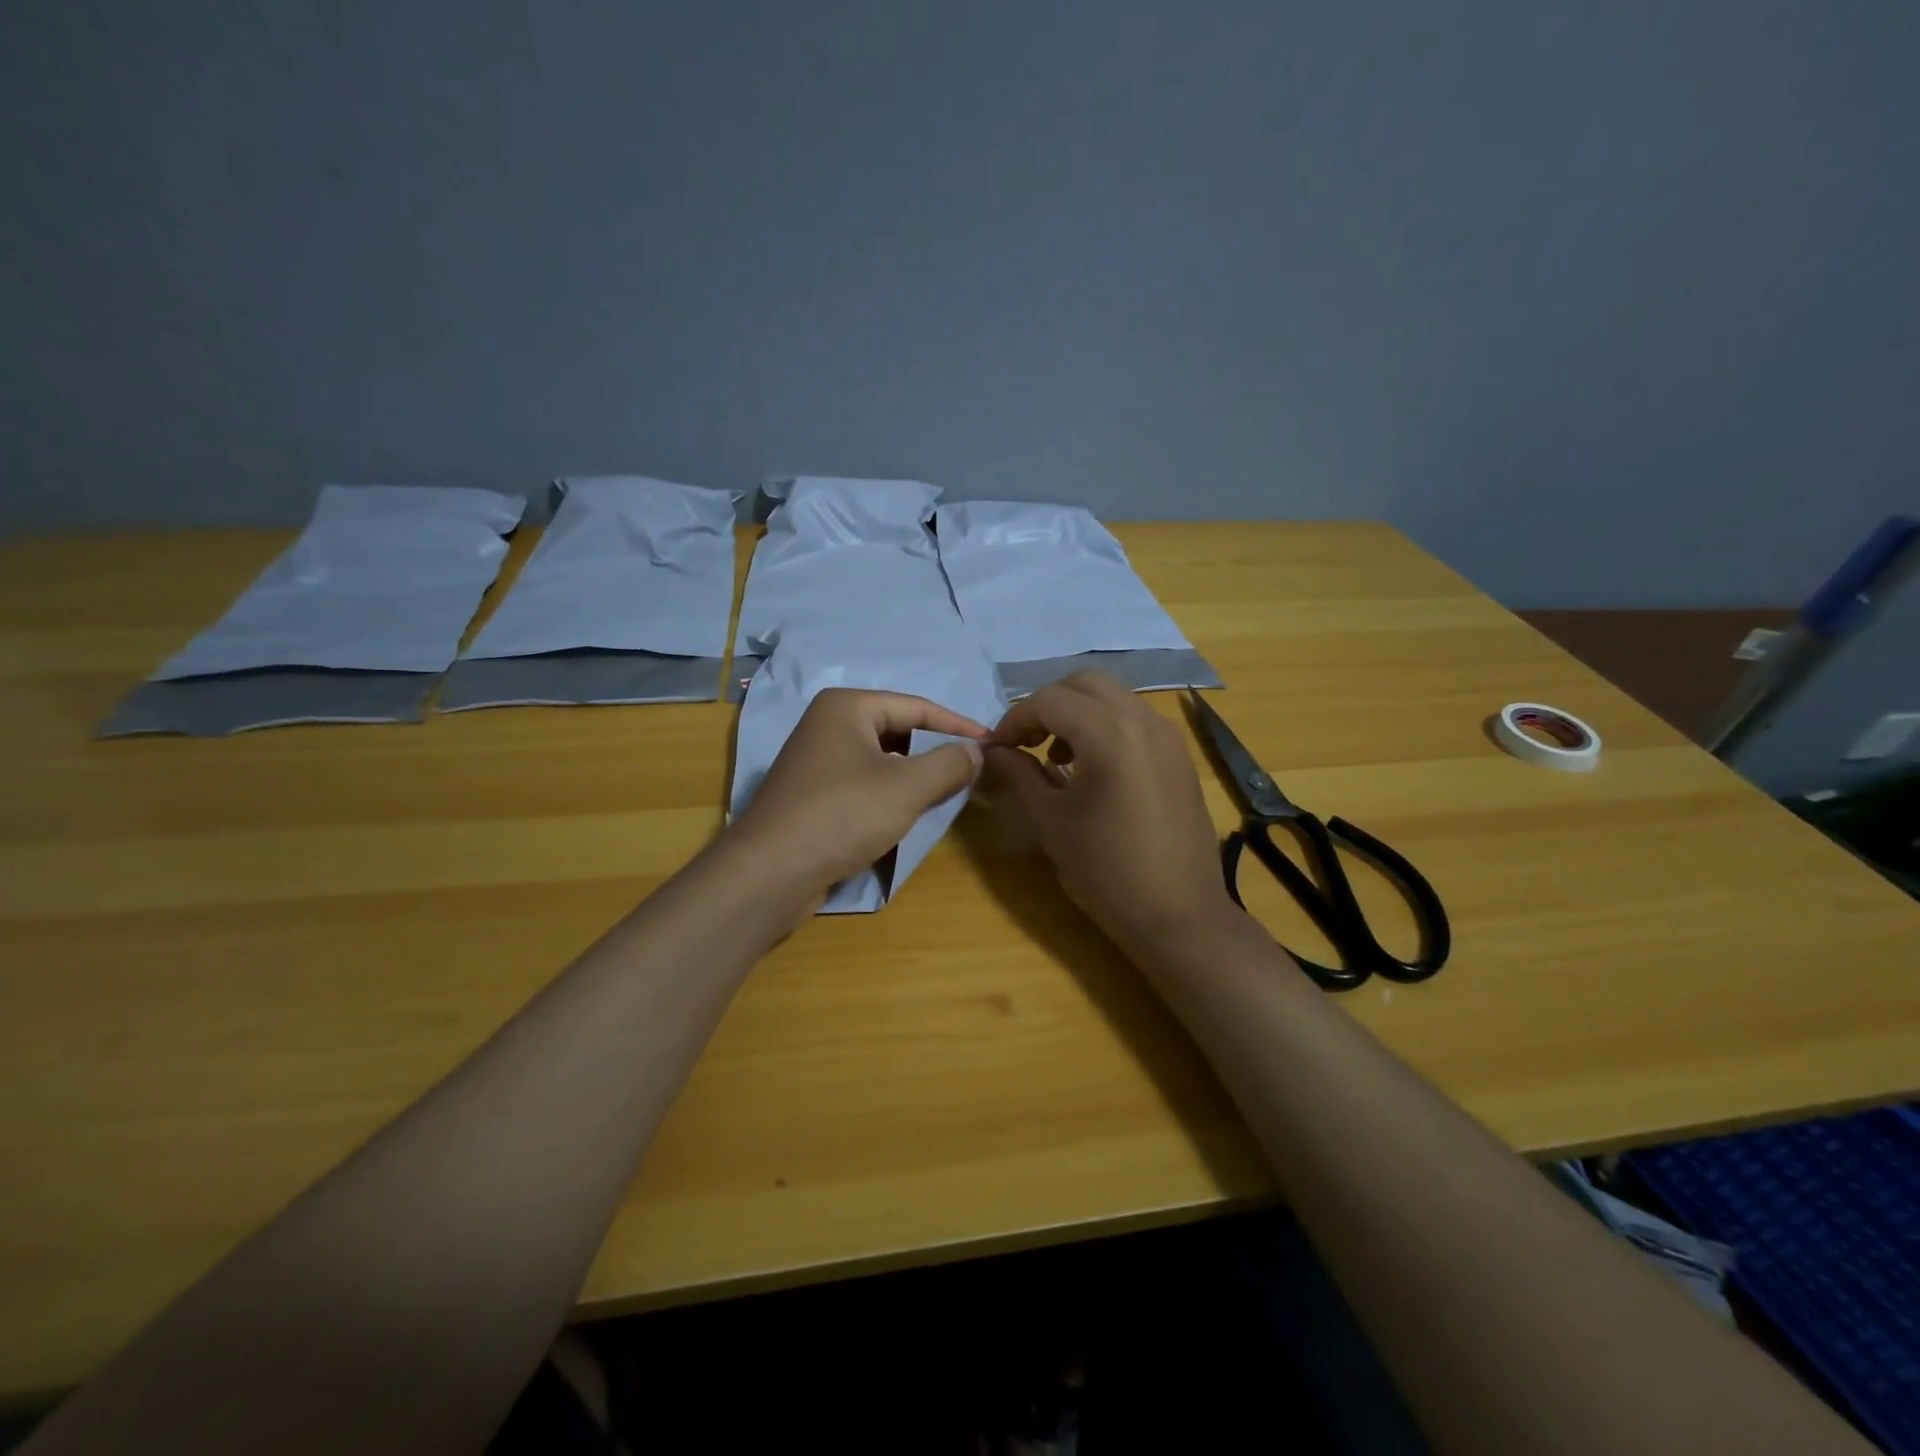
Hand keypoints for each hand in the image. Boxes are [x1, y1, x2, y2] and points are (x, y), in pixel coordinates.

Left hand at [730, 688, 988, 896]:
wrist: (769, 873)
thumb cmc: (842, 816)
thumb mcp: (907, 788)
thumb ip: (949, 764)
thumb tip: (977, 752)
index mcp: (847, 706)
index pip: (917, 707)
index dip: (958, 726)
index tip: (992, 746)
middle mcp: (828, 724)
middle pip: (898, 730)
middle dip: (934, 751)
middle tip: (970, 773)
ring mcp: (816, 760)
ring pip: (882, 759)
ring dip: (914, 775)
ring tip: (945, 794)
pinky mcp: (812, 794)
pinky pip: (864, 783)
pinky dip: (890, 794)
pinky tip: (907, 814)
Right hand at [985, 672, 1236, 950]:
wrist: (1178, 915)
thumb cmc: (1106, 871)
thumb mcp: (1052, 821)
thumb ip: (1020, 774)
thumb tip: (994, 750)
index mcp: (1110, 735)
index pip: (1050, 700)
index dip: (1016, 719)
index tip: (998, 748)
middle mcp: (1144, 721)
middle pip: (1084, 684)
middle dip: (1047, 704)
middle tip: (1026, 741)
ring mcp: (1168, 736)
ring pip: (1113, 698)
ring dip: (1077, 712)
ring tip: (1056, 754)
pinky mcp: (1179, 756)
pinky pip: (1135, 720)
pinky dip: (1105, 726)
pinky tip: (1092, 767)